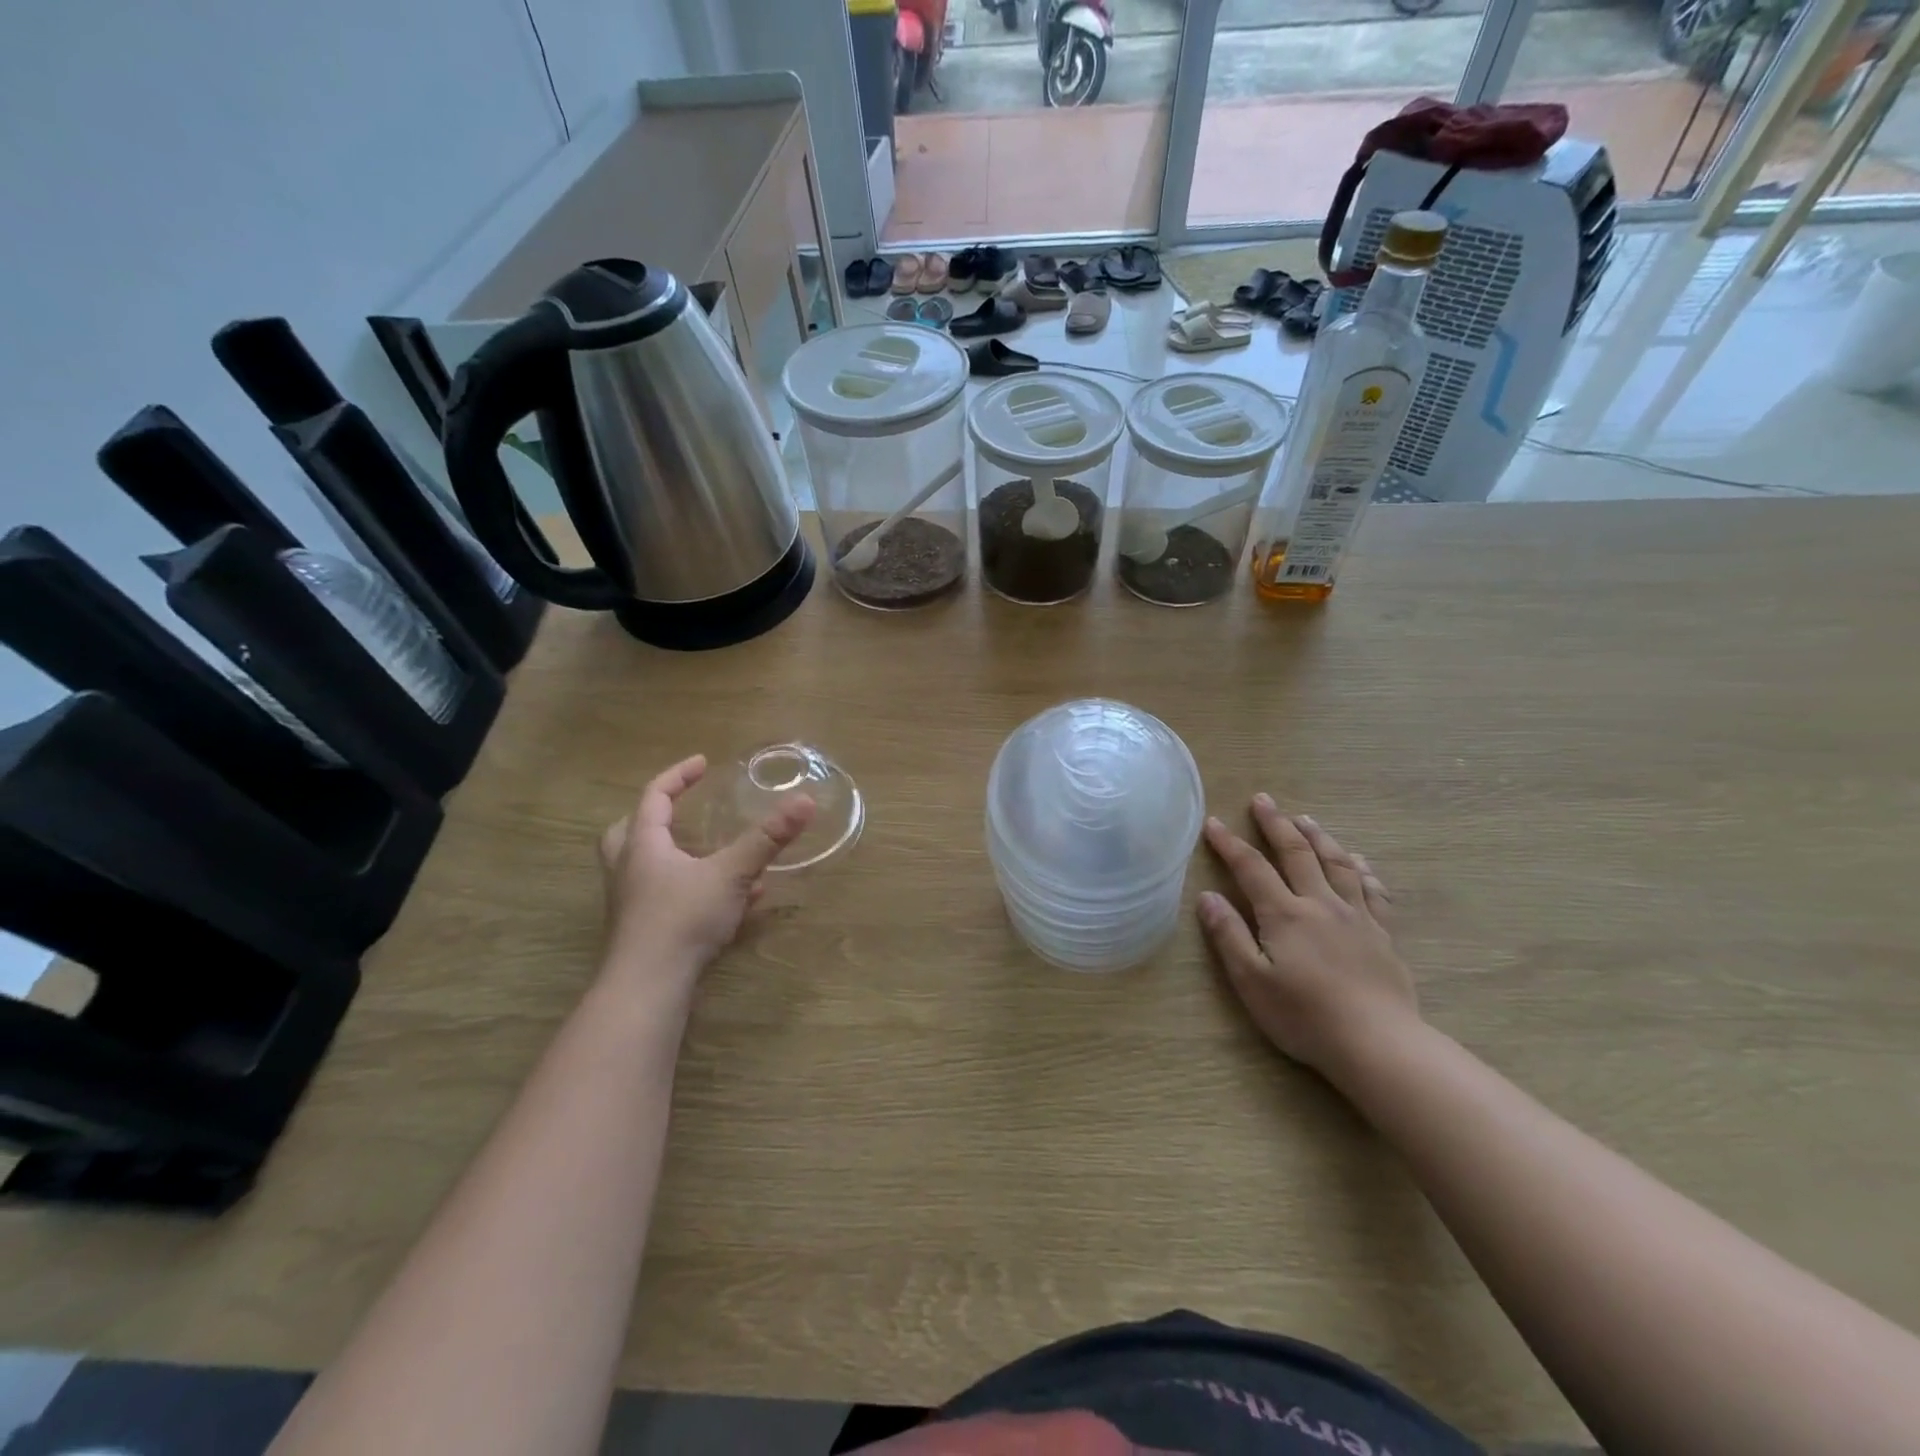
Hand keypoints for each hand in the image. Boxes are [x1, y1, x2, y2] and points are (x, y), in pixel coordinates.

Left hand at [598, 755, 814, 987]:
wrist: (648, 987)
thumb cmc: (682, 919)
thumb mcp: (731, 873)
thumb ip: (768, 838)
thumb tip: (805, 800)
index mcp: (643, 846)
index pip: (654, 797)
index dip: (678, 776)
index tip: (702, 763)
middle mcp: (629, 870)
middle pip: (630, 831)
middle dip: (654, 816)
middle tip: (680, 810)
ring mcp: (632, 904)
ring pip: (646, 868)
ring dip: (675, 855)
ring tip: (709, 853)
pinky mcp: (644, 932)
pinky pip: (667, 898)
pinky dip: (693, 889)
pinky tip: (733, 902)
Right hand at [1198, 794, 1419, 1080]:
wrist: (1379, 1043)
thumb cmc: (1305, 1016)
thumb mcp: (1252, 981)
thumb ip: (1229, 935)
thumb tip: (1207, 896)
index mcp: (1285, 914)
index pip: (1251, 868)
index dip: (1230, 843)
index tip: (1213, 823)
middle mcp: (1320, 904)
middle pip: (1296, 853)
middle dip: (1276, 824)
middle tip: (1263, 800)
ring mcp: (1356, 916)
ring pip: (1337, 863)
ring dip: (1318, 837)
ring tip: (1305, 819)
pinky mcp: (1383, 934)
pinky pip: (1373, 890)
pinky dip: (1362, 869)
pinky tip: (1359, 861)